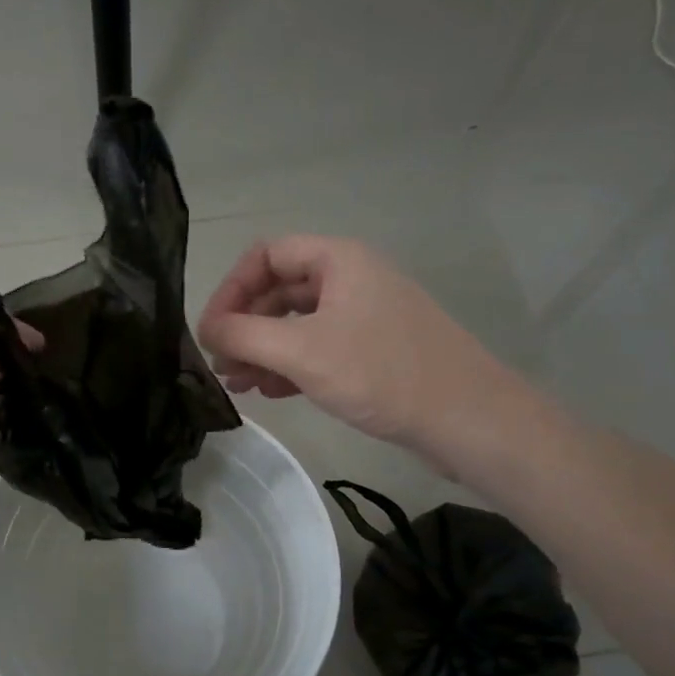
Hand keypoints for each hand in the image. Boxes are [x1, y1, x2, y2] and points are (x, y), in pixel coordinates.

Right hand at [197, 235, 543, 480]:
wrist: (469, 420)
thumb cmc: (383, 374)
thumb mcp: (303, 352)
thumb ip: (244, 336)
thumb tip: (205, 330)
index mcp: (339, 261)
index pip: (266, 255)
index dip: (231, 289)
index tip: (210, 331)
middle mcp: (351, 280)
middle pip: (280, 290)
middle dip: (245, 325)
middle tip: (219, 363)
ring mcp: (365, 316)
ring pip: (298, 323)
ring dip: (263, 350)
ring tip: (237, 384)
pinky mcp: (374, 351)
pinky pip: (319, 348)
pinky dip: (290, 365)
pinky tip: (271, 392)